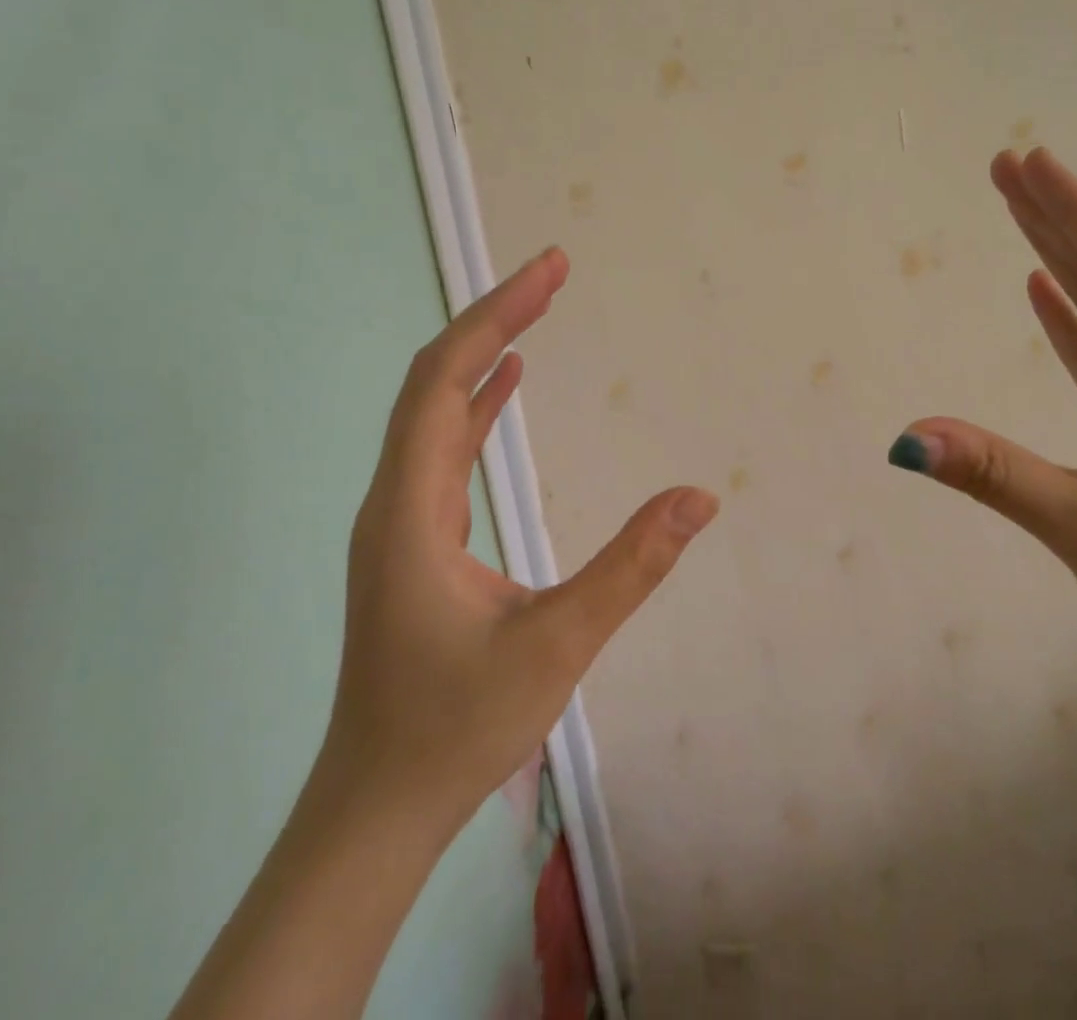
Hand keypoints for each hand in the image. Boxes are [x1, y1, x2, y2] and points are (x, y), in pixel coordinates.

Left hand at [325, 247, 718, 831]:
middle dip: (495, 317)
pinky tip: (506, 384)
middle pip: (435, 380)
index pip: (445, 381)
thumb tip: (700, 497)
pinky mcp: (415, 538)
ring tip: (536, 307)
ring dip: (486, 354)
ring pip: (434, 410)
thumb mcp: (558, 644)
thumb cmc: (456, 729)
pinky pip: (442, 445)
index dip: (497, 316)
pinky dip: (476, 401)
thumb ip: (631, 567)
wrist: (377, 805)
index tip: (550, 269)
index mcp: (412, 510)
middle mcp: (395, 499)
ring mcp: (401, 518)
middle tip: (554, 271)